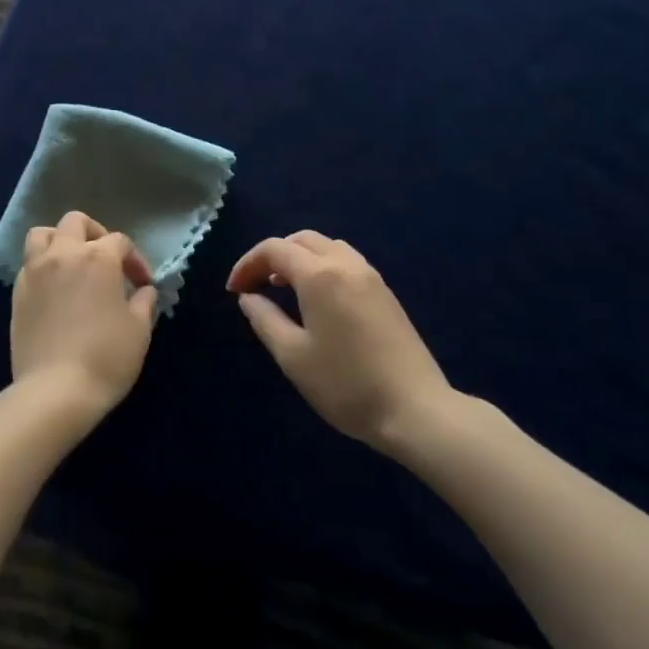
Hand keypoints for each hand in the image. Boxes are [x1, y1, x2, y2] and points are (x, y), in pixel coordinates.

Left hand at [11, 211, 160, 425]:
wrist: (55, 391)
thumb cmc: (106, 357)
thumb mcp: (139, 330)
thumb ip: (144, 302)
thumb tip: (143, 291)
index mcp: (98, 258)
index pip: (120, 242)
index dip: (135, 260)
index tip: (142, 284)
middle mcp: (63, 254)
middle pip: (76, 223)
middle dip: (95, 234)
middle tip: (107, 261)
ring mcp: (35, 272)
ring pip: (43, 234)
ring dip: (60, 240)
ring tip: (73, 263)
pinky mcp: (17, 293)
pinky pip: (29, 263)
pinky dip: (43, 265)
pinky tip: (55, 289)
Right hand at [227, 231, 452, 450]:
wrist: (415, 409)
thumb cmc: (345, 385)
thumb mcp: (292, 356)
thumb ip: (264, 320)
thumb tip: (248, 297)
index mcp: (320, 275)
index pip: (275, 249)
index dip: (247, 264)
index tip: (233, 291)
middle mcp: (346, 265)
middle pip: (302, 240)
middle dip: (273, 255)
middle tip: (255, 285)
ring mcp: (371, 277)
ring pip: (327, 248)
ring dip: (299, 258)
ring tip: (282, 288)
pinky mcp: (385, 293)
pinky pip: (346, 262)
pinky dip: (321, 267)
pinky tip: (316, 300)